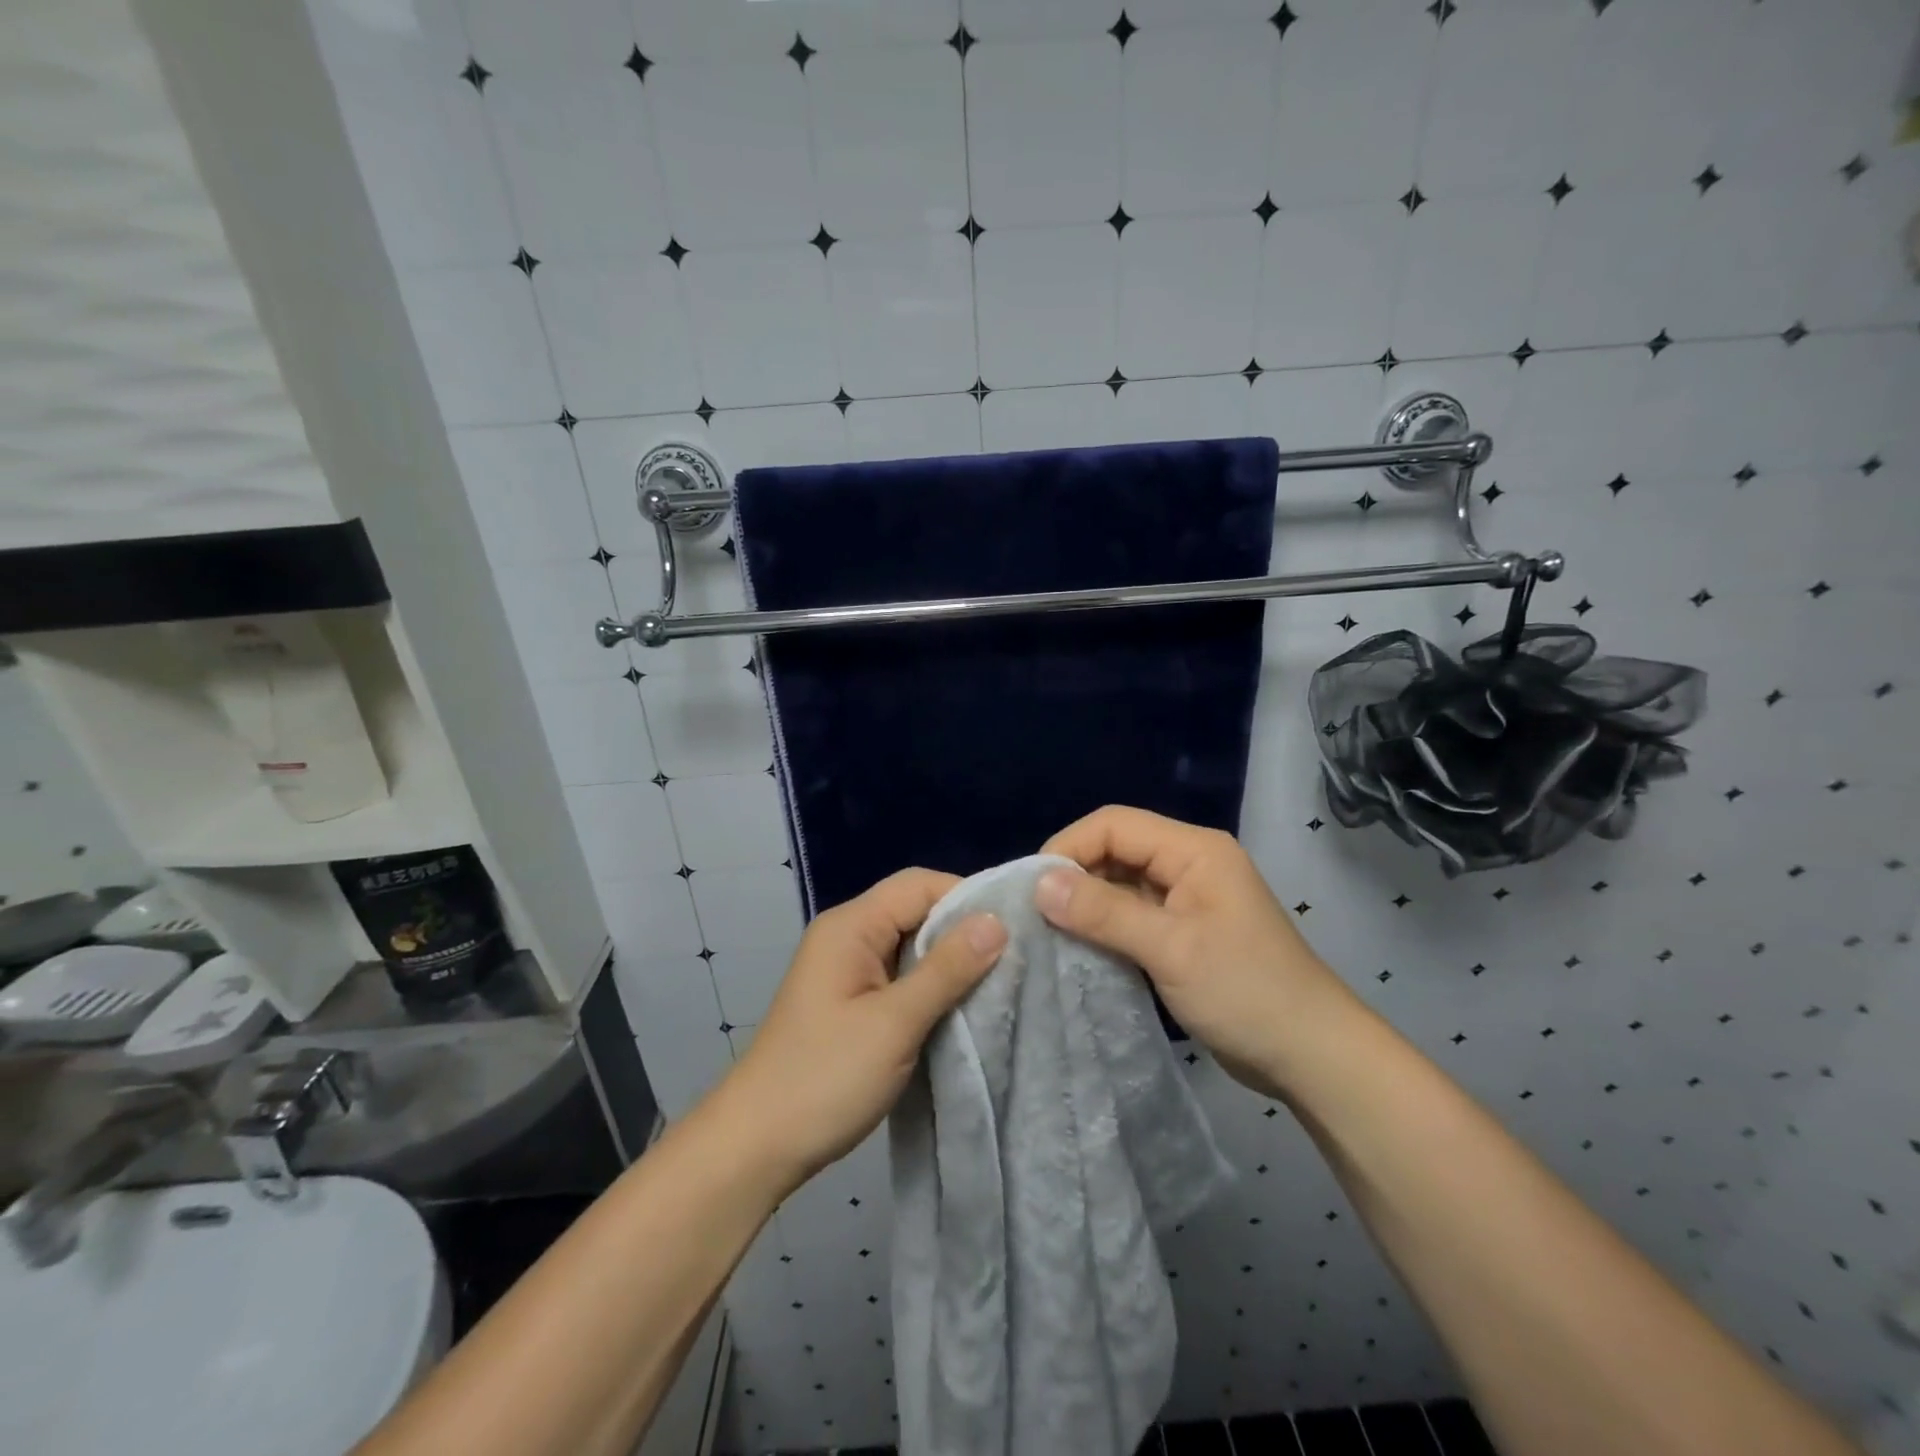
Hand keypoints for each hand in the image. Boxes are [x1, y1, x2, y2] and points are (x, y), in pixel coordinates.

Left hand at [713, 869, 1006, 1194]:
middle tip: (1015, 958)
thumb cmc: (824, 1078)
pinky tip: (962, 1008)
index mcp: (851, 926)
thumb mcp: (894, 1023)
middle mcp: (848, 936)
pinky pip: (901, 976)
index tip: (1014, 928)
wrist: (756, 1146)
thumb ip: (947, 969)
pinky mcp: (852, 1001)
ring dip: (950, 962)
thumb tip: (997, 921)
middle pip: (915, 911)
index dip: (967, 898)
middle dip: (963, 931)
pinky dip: (931, 986)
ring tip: (999, 982)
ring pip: (912, 946)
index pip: (919, 885)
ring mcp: (848, 970)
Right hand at [1036, 805, 1354, 1098]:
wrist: (1311, 1055)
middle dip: (1074, 876)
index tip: (1033, 888)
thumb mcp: (1170, 949)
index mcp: (1193, 850)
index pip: (1114, 824)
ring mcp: (1187, 898)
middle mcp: (1188, 863)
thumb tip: (1039, 884)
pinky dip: (1104, 927)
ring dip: (1086, 904)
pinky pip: (1132, 914)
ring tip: (1049, 932)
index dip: (1069, 847)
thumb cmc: (1245, 992)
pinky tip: (1080, 948)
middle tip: (1035, 914)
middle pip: (1115, 850)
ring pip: (1120, 883)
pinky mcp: (1184, 931)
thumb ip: (1104, 912)